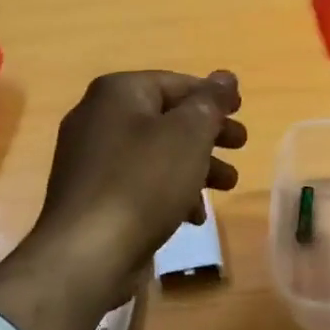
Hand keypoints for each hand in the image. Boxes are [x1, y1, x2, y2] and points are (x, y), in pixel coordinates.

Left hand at [36, 70, 245, 279]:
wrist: (88, 253)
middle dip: (208, 134)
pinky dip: (169, 192)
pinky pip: (140, 183)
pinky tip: (192, 217)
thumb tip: (225, 76)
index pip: (175, 82)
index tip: (241, 113)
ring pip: (157, 153)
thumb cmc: (144, 181)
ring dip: (196, 166)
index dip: (212, 96)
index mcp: (117, 93)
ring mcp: (91, 160)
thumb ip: (210, 102)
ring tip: (228, 185)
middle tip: (241, 145)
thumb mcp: (188, 134)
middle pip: (167, 118)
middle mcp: (98, 118)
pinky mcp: (93, 197)